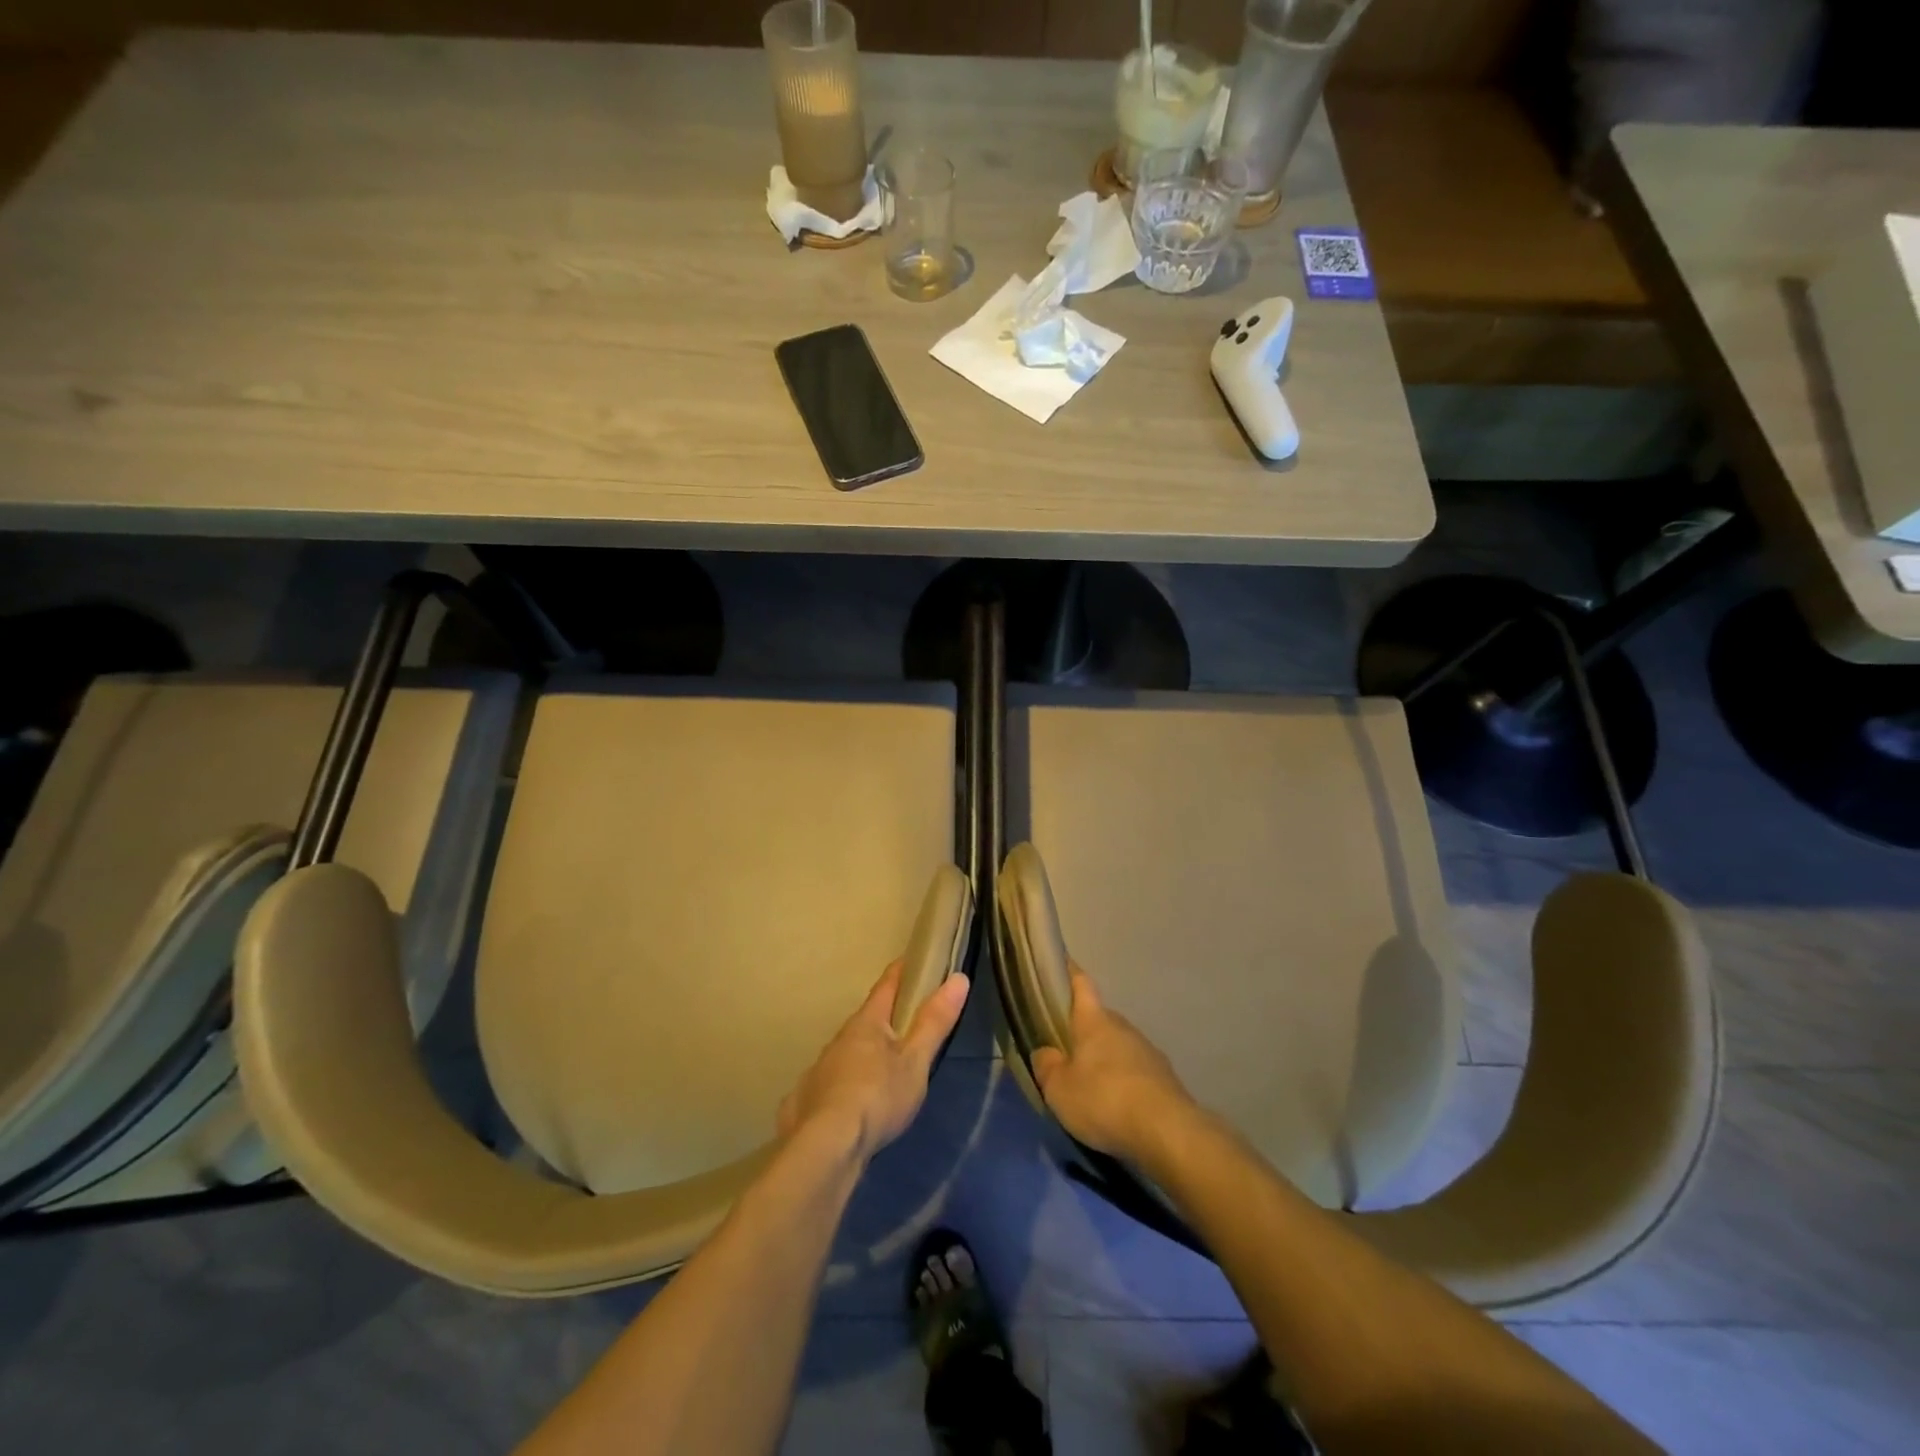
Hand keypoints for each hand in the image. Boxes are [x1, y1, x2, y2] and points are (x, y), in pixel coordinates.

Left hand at [778, 962, 969, 1163]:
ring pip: (847, 1052)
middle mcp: (839, 1039)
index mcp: (866, 1023)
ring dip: (863, 1053)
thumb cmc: (878, 1096)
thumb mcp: (915, 1061)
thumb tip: (958, 977)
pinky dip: (843, 1085)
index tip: (911, 959)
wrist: (826, 1147)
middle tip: (904, 1022)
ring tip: (881, 1068)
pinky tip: (848, 1103)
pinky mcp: (806, 1101)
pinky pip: (830, 1084)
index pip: (886, 986)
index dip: (901, 971)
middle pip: (865, 1020)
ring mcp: (819, 1069)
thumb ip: (935, 1021)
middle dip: (884, 1018)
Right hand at [1030, 967, 1192, 1161]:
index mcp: (1094, 1021)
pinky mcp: (1164, 1078)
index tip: (1061, 963)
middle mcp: (1123, 1027)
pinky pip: (1135, 1071)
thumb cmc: (1103, 1099)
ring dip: (1105, 1058)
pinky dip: (1123, 1081)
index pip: (1081, 983)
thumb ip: (1047, 1066)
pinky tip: (1116, 1105)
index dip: (1069, 972)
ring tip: (1090, 1085)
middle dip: (1083, 1030)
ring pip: (1118, 1046)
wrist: (1167, 1132)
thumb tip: (1045, 1052)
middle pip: (1099, 1019)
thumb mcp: (1058, 1088)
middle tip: (1065, 1049)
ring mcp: (1147, 1051)